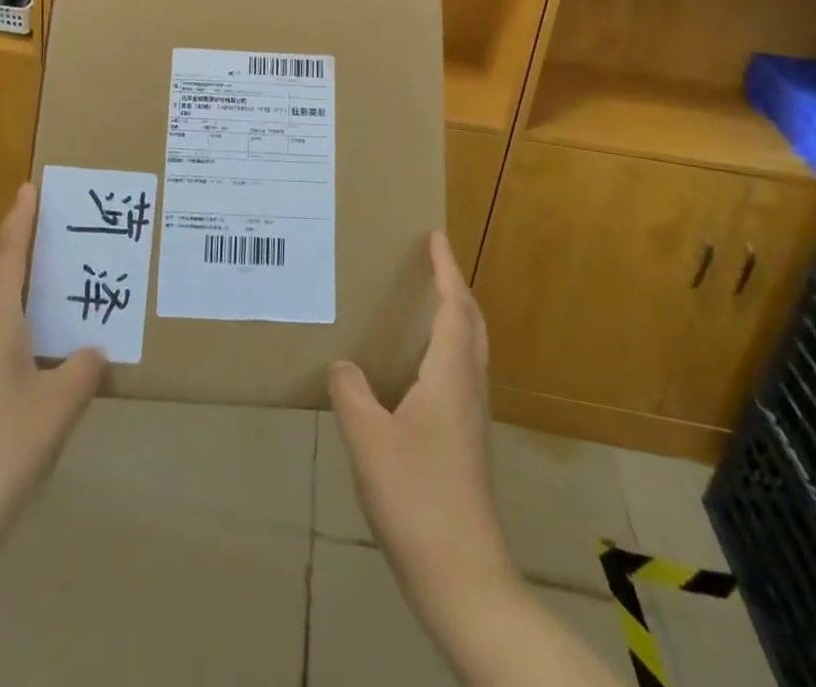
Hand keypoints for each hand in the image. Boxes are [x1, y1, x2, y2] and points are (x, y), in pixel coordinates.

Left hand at [0, 183, 105, 562]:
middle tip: (35, 242)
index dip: (19, 219)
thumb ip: (80, 370)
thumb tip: (91, 353)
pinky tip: (0, 352)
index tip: (27, 188)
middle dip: (6, 250)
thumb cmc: (2, 450)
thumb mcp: (58, 408)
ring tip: (17, 291)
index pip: (7, 253)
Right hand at [330, 234, 518, 639]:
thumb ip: (351, 393)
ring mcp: (471, 420)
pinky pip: (459, 376)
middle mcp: (468, 390)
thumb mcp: (368, 439)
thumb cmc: (417, 498)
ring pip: (469, 352)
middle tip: (430, 265)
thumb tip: (343, 367)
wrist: (464, 579)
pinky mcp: (466, 445)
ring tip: (422, 306)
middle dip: (455, 289)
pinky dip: (444, 351)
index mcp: (449, 377)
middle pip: (472, 325)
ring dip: (453, 319)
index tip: (434, 237)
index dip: (445, 269)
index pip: (454, 307)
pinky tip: (414, 371)